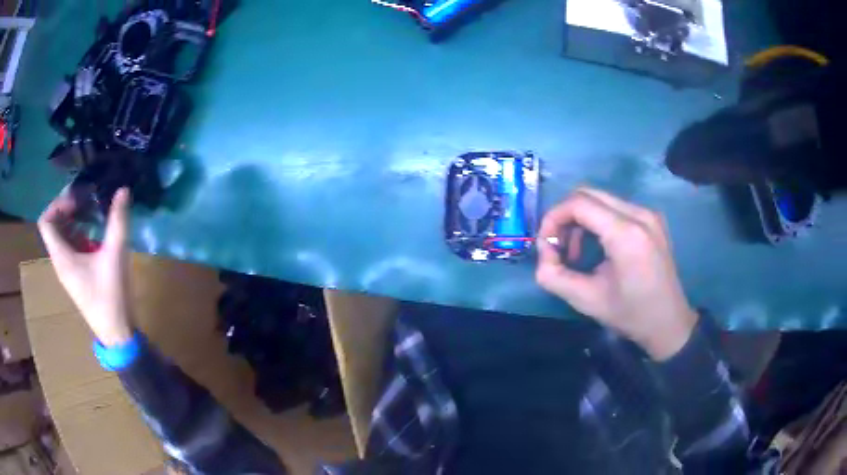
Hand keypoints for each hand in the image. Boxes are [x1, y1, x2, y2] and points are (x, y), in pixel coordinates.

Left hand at [37, 188, 134, 346]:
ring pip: (62, 235)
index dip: (57, 204)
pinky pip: (70, 246)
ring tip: (92, 210)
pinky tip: (96, 231)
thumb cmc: (111, 297)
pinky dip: (79, 232)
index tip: (76, 198)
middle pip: (53, 225)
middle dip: (67, 207)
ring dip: (74, 219)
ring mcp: (67, 269)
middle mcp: (60, 261)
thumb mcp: (115, 256)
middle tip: (86, 198)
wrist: (117, 334)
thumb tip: (123, 189)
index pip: (45, 222)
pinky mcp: (76, 274)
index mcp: (62, 257)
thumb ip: (118, 221)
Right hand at [536, 187, 697, 360]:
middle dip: (565, 217)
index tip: (545, 245)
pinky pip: (615, 207)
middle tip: (559, 248)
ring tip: (578, 252)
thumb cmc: (630, 315)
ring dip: (580, 220)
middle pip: (588, 194)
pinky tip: (598, 247)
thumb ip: (553, 275)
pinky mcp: (652, 219)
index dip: (553, 218)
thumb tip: (543, 252)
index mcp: (626, 233)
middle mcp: (640, 214)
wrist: (669, 323)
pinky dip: (597, 221)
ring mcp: (649, 214)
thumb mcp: (585, 300)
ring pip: (600, 199)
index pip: (578, 203)